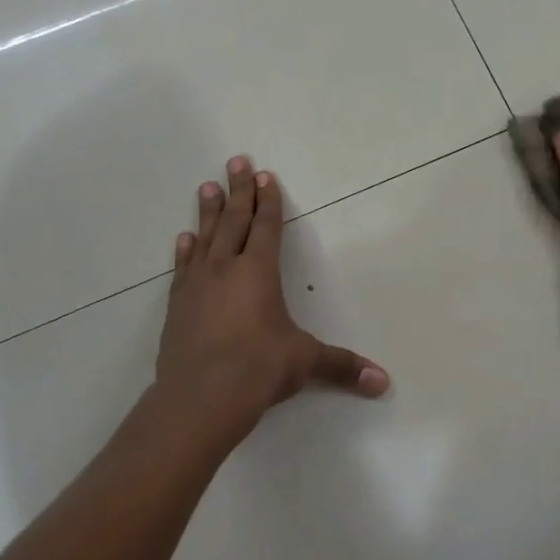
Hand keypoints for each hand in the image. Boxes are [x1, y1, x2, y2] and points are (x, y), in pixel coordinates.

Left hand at [155, 155, 388, 448]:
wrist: (198, 398)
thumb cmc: (257, 370)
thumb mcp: (304, 363)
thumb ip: (342, 366)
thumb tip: (383, 382)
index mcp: (258, 272)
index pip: (266, 227)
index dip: (268, 200)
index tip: (265, 175)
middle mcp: (226, 268)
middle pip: (233, 220)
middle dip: (238, 190)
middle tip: (235, 161)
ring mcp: (197, 285)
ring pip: (205, 237)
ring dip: (208, 211)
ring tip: (207, 187)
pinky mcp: (177, 305)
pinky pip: (183, 267)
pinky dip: (185, 250)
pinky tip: (184, 238)